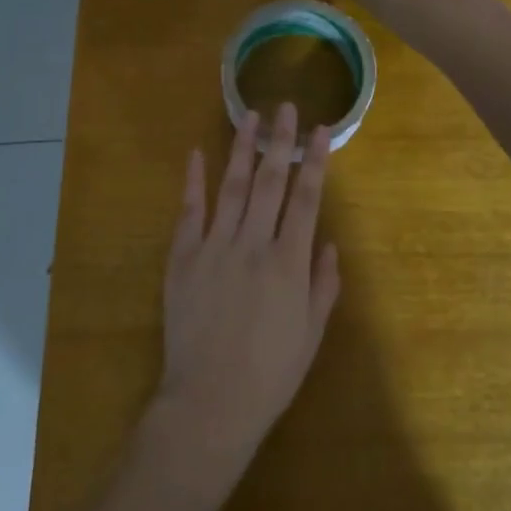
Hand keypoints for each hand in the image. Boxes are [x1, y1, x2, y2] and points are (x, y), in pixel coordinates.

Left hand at [154, 104, 340, 481]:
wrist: (210, 402)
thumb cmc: (270, 374)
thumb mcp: (311, 334)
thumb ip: (323, 285)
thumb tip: (327, 243)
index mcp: (289, 263)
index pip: (306, 199)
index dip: (315, 161)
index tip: (321, 130)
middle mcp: (253, 244)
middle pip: (270, 181)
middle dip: (281, 142)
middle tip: (287, 107)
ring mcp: (214, 247)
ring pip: (232, 187)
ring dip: (242, 149)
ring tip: (249, 116)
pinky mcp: (183, 258)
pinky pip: (190, 212)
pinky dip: (193, 181)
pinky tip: (196, 154)